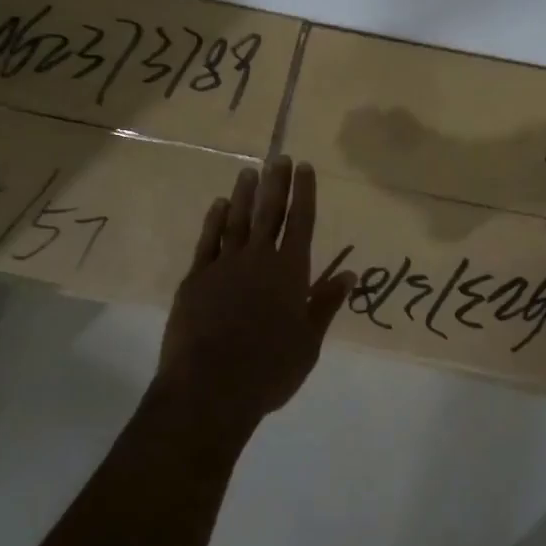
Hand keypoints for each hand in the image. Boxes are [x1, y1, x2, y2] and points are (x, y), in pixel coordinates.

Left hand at [156, 156, 356, 431]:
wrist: (209, 388)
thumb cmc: (269, 369)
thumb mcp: (309, 343)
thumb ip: (326, 304)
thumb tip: (350, 274)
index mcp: (290, 272)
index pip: (301, 222)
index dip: (304, 193)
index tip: (304, 167)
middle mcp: (258, 259)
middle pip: (270, 213)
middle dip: (276, 183)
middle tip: (279, 157)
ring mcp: (224, 266)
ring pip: (237, 220)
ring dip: (245, 194)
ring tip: (250, 171)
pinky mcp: (196, 279)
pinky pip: (208, 241)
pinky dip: (214, 221)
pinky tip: (219, 205)